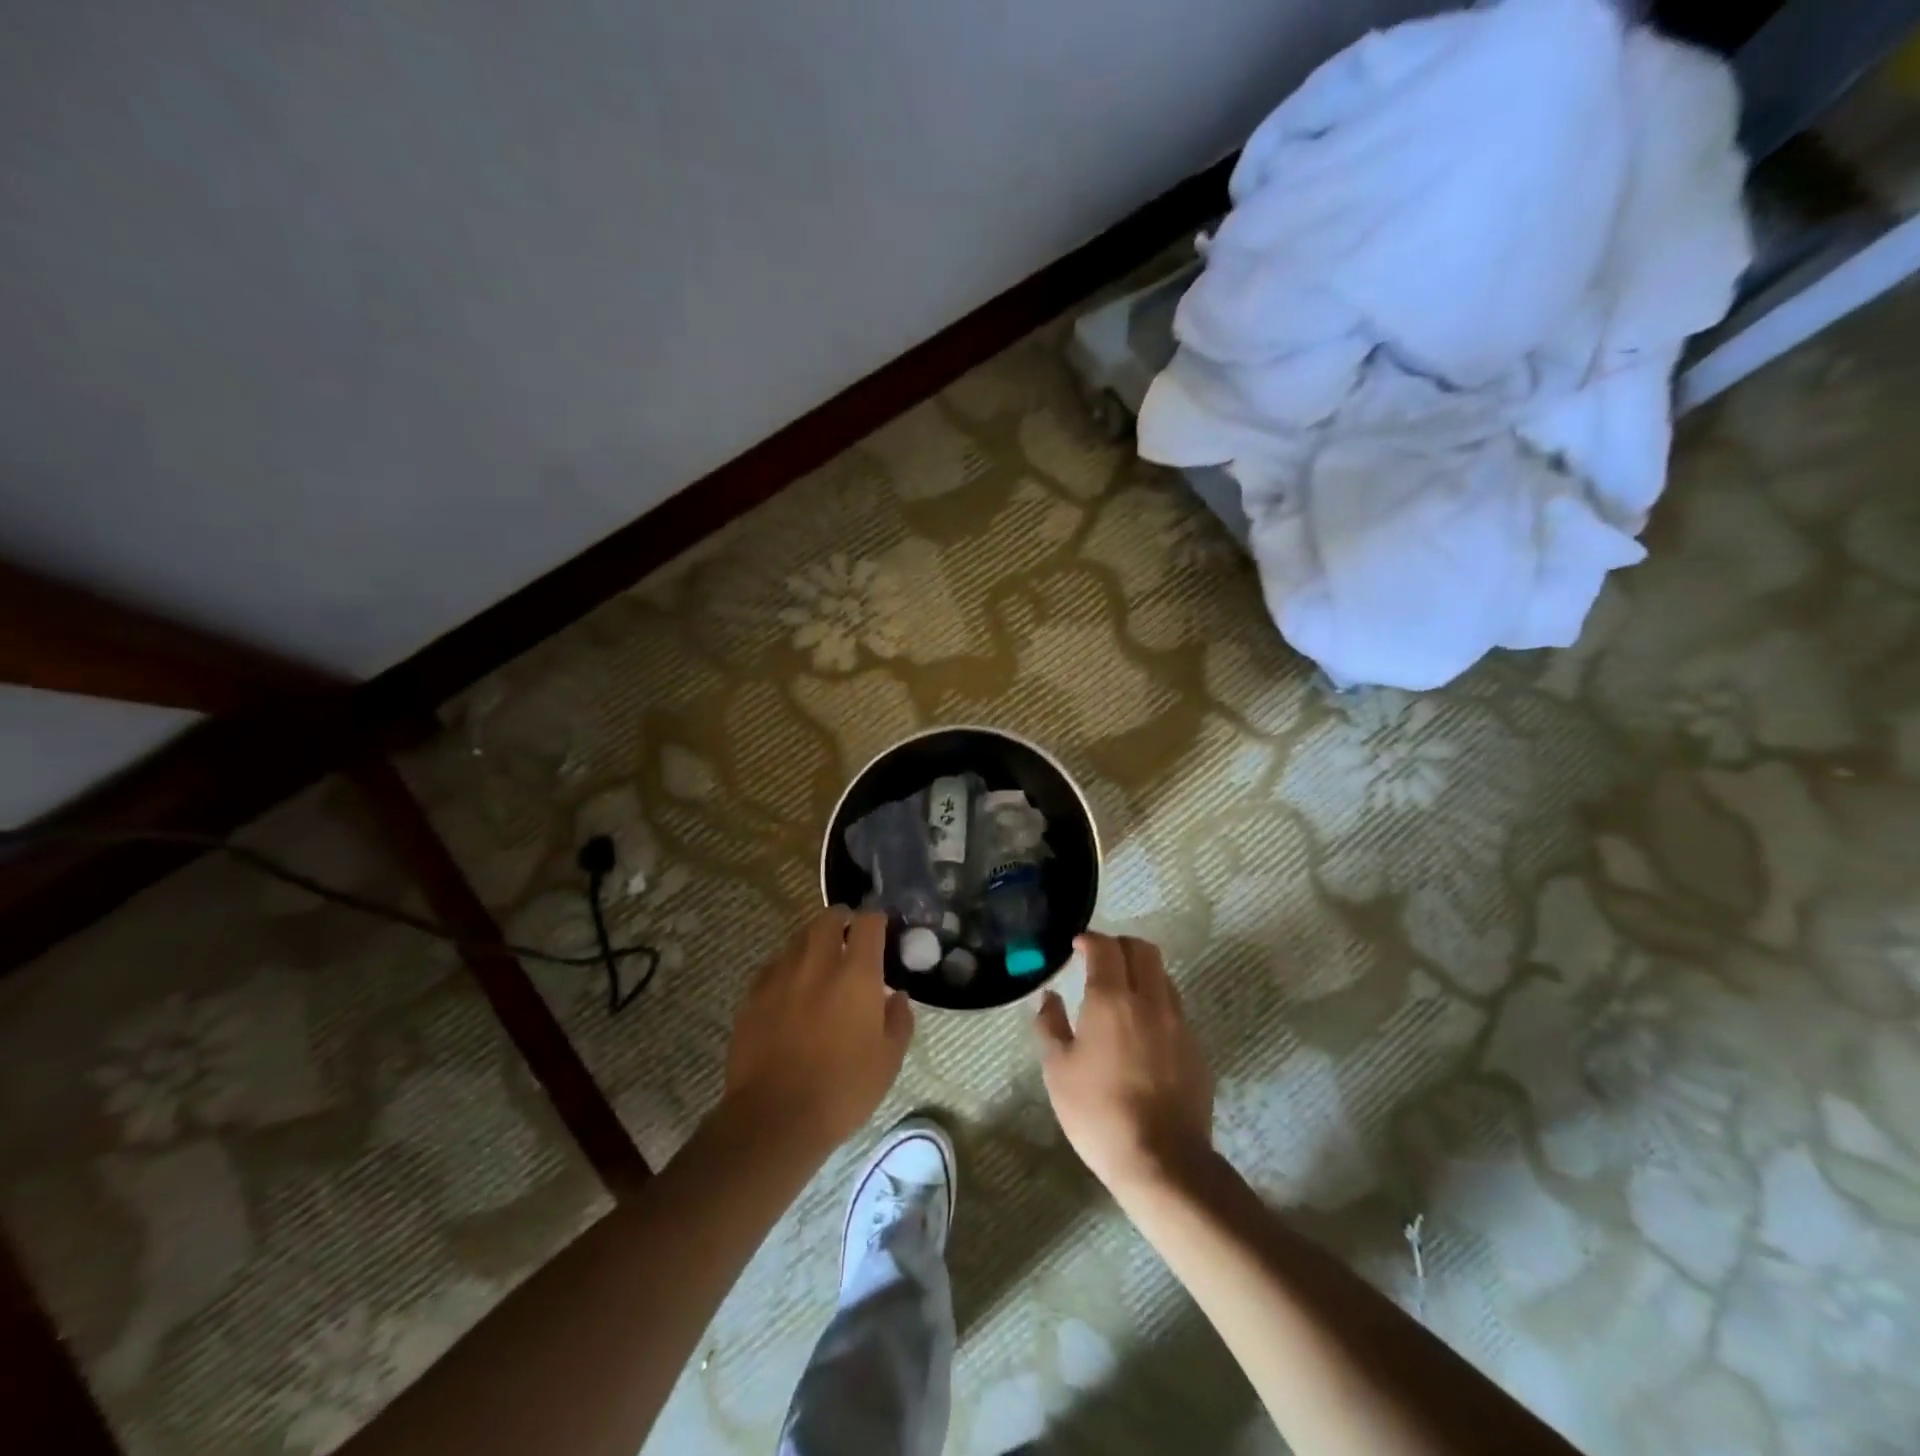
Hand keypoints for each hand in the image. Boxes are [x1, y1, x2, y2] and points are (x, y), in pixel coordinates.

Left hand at [722, 908, 913, 1152]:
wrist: (774, 1118)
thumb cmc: (843, 1089)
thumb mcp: (889, 1060)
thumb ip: (899, 1020)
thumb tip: (897, 996)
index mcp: (856, 974)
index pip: (868, 923)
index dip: (876, 921)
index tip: (880, 931)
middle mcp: (818, 963)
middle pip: (828, 918)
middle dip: (842, 920)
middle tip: (849, 938)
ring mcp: (780, 976)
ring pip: (798, 939)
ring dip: (813, 943)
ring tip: (820, 965)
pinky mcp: (753, 995)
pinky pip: (774, 966)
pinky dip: (787, 968)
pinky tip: (791, 990)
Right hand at [1036, 933, 1213, 1196]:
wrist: (1162, 1160)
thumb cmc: (1098, 1112)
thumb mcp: (1057, 1071)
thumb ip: (1050, 1026)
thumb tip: (1050, 998)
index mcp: (1112, 999)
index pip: (1106, 947)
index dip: (1090, 940)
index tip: (1077, 946)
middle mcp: (1150, 1000)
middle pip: (1143, 950)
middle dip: (1120, 945)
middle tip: (1100, 959)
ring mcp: (1178, 1023)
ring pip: (1163, 976)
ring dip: (1142, 972)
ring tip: (1122, 993)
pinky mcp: (1195, 1048)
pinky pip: (1175, 1009)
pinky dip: (1156, 1003)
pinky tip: (1142, 1031)